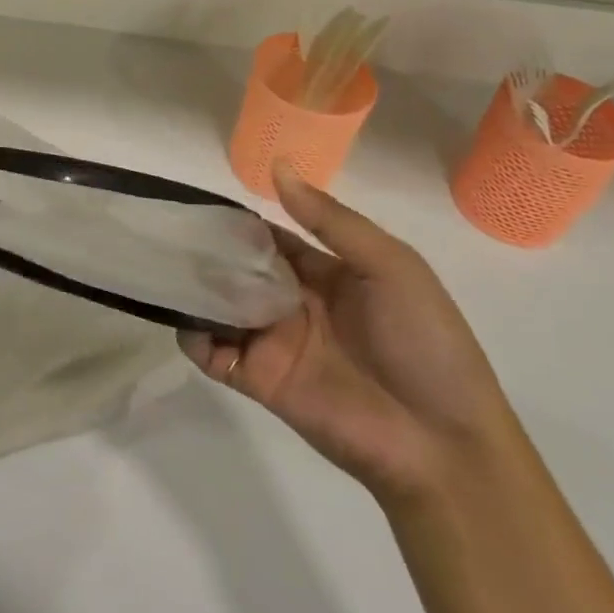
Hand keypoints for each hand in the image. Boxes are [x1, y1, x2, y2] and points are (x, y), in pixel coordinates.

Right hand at [182, 163, 516, 504]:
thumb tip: (278, 166)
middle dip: (209, 252)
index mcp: (325, 273)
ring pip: (220, 306)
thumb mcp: (390, 266)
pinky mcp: (259, 379)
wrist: (443, 445)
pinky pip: (213, 354)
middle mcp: (293, 303)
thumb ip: (331, 220)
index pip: (271, 238)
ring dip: (196, 289)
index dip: (241, 222)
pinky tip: (189, 320)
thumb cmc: (425, 343)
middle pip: (238, 269)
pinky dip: (193, 336)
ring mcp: (274, 341)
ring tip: (170, 269)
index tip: (202, 202)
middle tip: (171, 233)